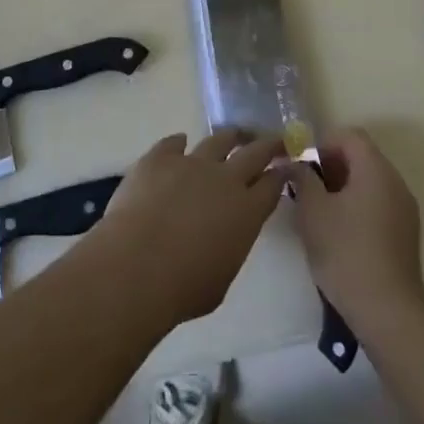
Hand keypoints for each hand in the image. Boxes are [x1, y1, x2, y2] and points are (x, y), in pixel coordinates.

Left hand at [94, 131, 284, 329]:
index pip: (273, 185)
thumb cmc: (183, 288)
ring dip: (230, 137)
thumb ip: (229, 248)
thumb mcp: (221, 279)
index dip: (281, 174)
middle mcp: (225, 179)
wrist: (137, 266)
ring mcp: (192, 163)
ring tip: (234, 136)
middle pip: (255, 152)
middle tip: (276, 140)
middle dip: (269, 144)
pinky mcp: (159, 158)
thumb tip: (223, 237)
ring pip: (219, 139)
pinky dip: (178, 143)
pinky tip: (179, 143)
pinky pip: (173, 142)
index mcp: (246, 211)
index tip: (286, 167)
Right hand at [293, 129, 423, 329]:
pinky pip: (379, 204)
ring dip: (343, 188)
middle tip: (306, 190)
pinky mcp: (406, 233)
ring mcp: (405, 209)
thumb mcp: (312, 211)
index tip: (303, 167)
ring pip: (369, 182)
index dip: (323, 143)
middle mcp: (396, 182)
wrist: (387, 310)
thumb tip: (296, 163)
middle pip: (361, 157)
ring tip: (319, 213)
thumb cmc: (346, 252)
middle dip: (331, 167)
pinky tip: (340, 234)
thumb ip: (302, 178)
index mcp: (376, 169)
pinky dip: (358, 207)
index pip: (349, 135)